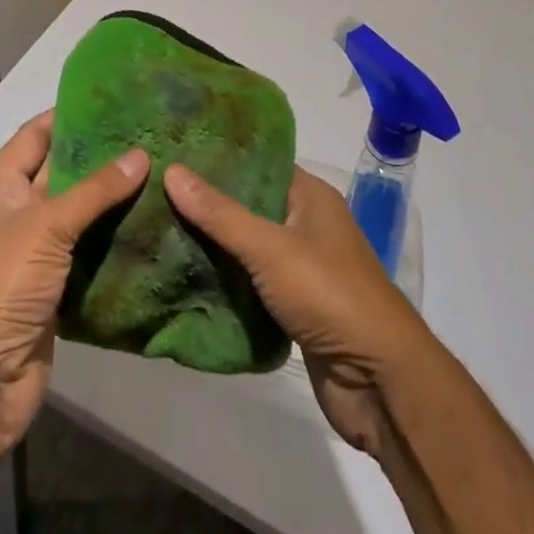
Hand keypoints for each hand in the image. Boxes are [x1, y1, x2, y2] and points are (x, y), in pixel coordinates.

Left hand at [0, 111, 149, 452]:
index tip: (113, 100)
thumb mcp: (45, 227)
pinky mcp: (55, 287)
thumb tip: (141, 154)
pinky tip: (151, 221)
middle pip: (60, 173)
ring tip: (160, 170)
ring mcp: (35, 253)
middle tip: (148, 133)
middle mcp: (15, 214)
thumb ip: (94, 191)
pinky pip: (88, 251)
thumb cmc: (0, 286)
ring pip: (79, 213)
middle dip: (99, 156)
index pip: (35, 136)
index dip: (69, 116)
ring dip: (112, 198)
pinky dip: (114, 237)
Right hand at [164, 164, 432, 456]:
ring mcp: (301, 267)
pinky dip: (224, 279)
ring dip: (212, 243)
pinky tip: (184, 272)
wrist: (380, 382)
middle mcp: (306, 223)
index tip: (173, 151)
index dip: (218, 158)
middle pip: (248, 204)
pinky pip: (251, 282)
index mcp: (310, 196)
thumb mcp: (270, 248)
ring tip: (158, 226)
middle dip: (207, 202)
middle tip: (154, 189)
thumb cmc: (330, 295)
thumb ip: (220, 214)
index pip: (257, 163)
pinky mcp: (293, 306)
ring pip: (247, 246)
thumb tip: (171, 170)